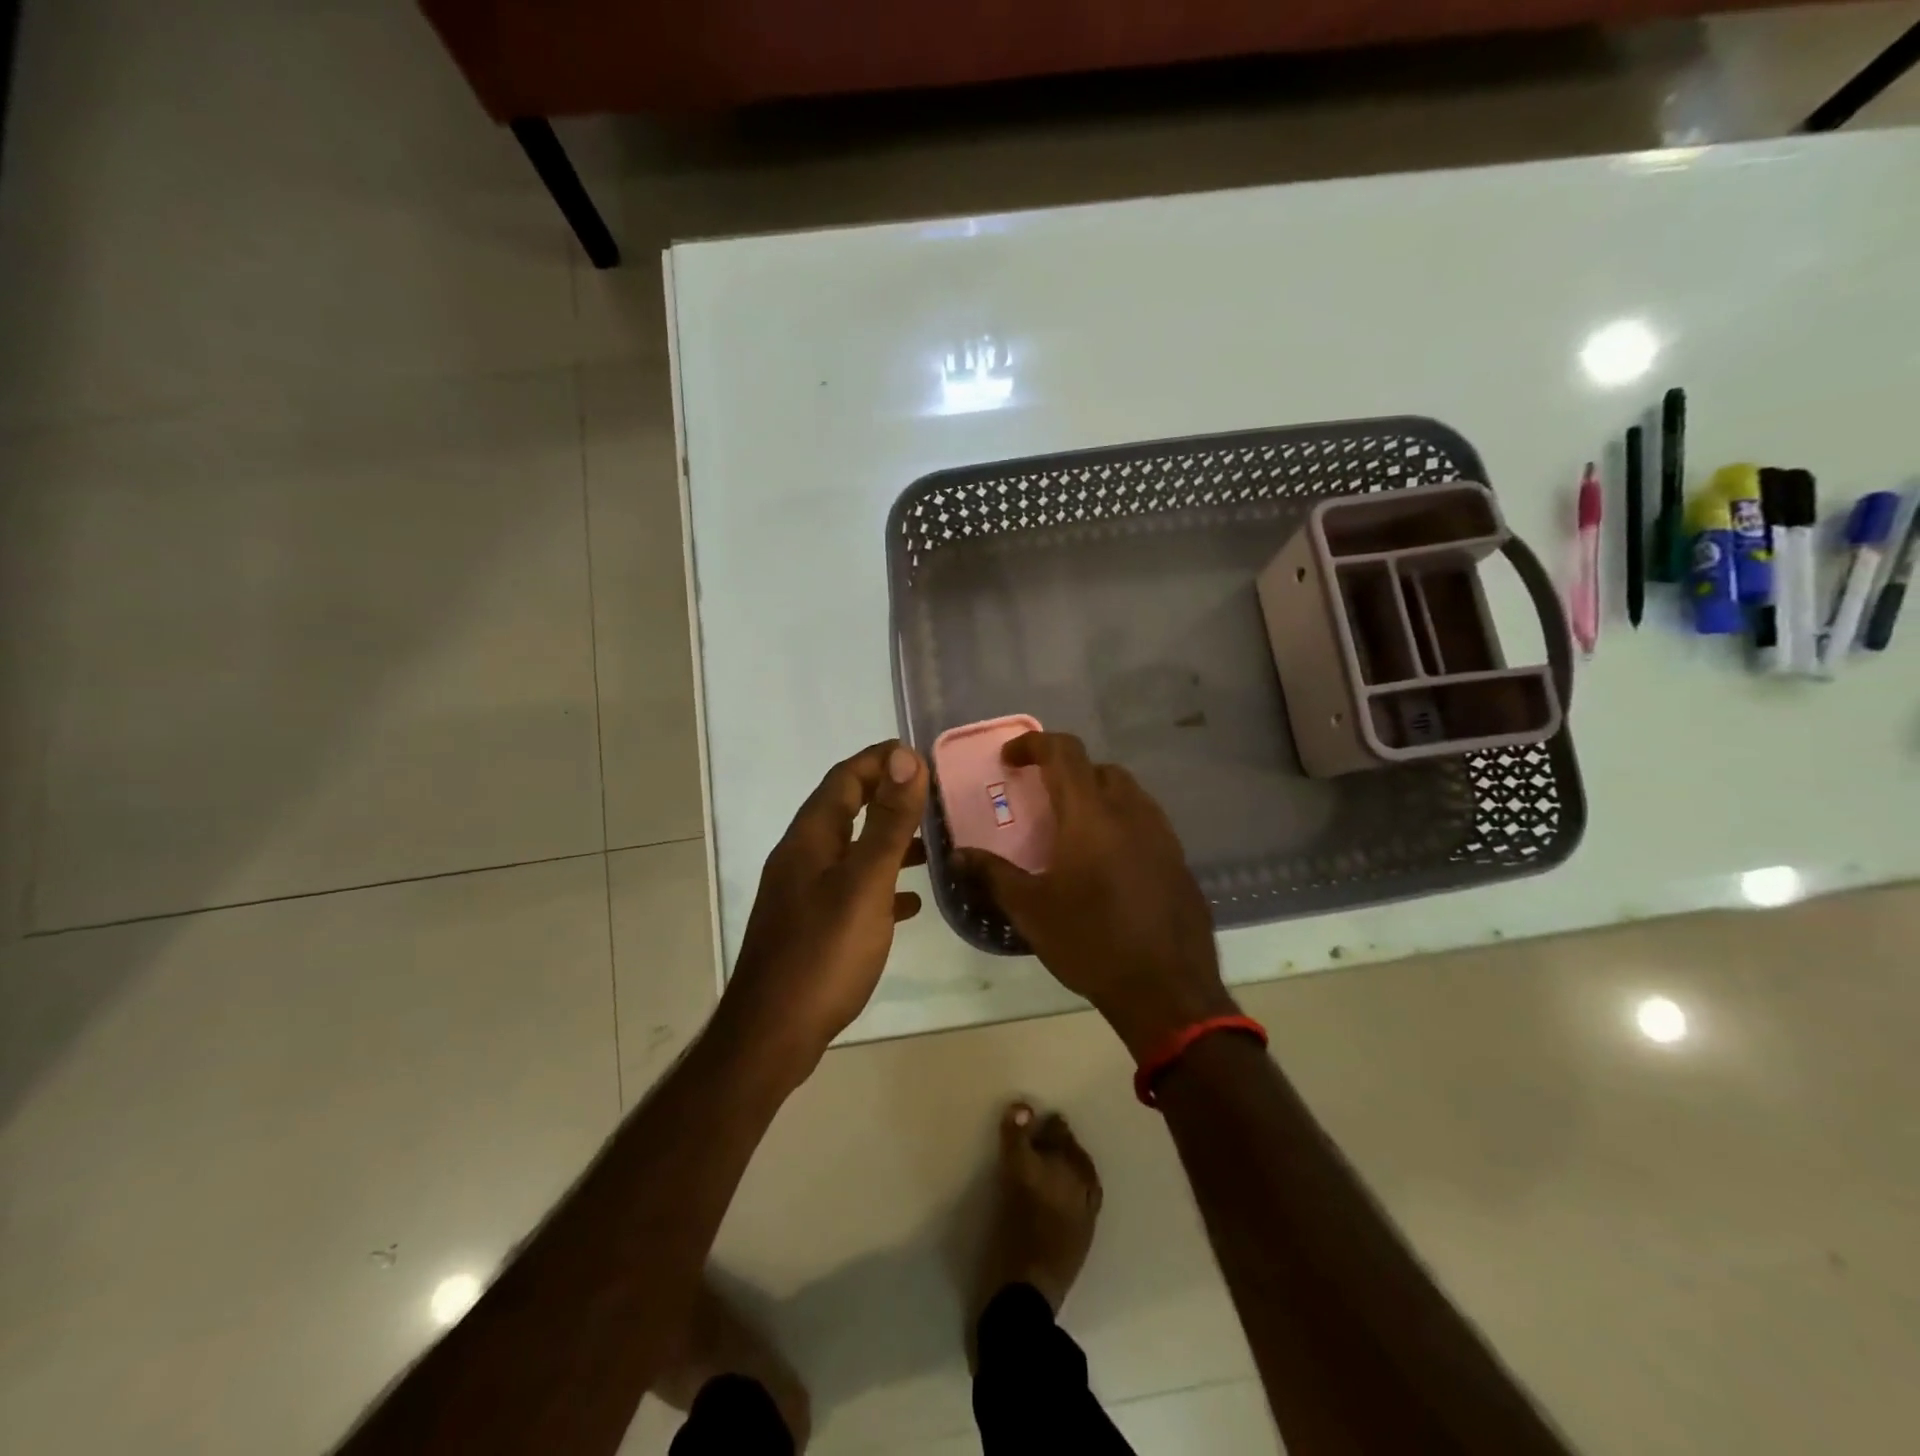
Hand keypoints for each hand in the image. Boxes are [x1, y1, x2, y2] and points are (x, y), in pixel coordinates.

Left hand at [720, 741, 928, 1080]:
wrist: (773, 1034)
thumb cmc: (823, 953)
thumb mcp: (864, 882)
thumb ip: (888, 821)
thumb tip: (905, 757)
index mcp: (810, 839)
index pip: (844, 779)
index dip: (880, 760)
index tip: (921, 755)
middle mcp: (801, 858)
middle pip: (846, 810)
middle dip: (886, 796)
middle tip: (932, 796)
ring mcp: (803, 893)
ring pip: (851, 851)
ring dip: (887, 841)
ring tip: (931, 845)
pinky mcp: (811, 926)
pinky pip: (851, 889)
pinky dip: (880, 884)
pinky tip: (909, 903)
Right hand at [955, 732, 1234, 1060]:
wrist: (1167, 991)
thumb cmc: (1091, 942)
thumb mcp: (1031, 909)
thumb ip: (992, 874)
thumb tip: (959, 854)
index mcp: (1091, 815)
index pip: (1064, 752)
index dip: (1034, 744)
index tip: (1010, 760)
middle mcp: (1131, 812)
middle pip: (1098, 768)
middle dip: (1067, 773)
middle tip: (1042, 799)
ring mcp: (1162, 835)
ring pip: (1127, 794)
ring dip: (1097, 796)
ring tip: (1073, 831)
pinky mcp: (1179, 860)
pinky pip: (1146, 823)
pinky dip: (1120, 823)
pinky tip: (1108, 864)